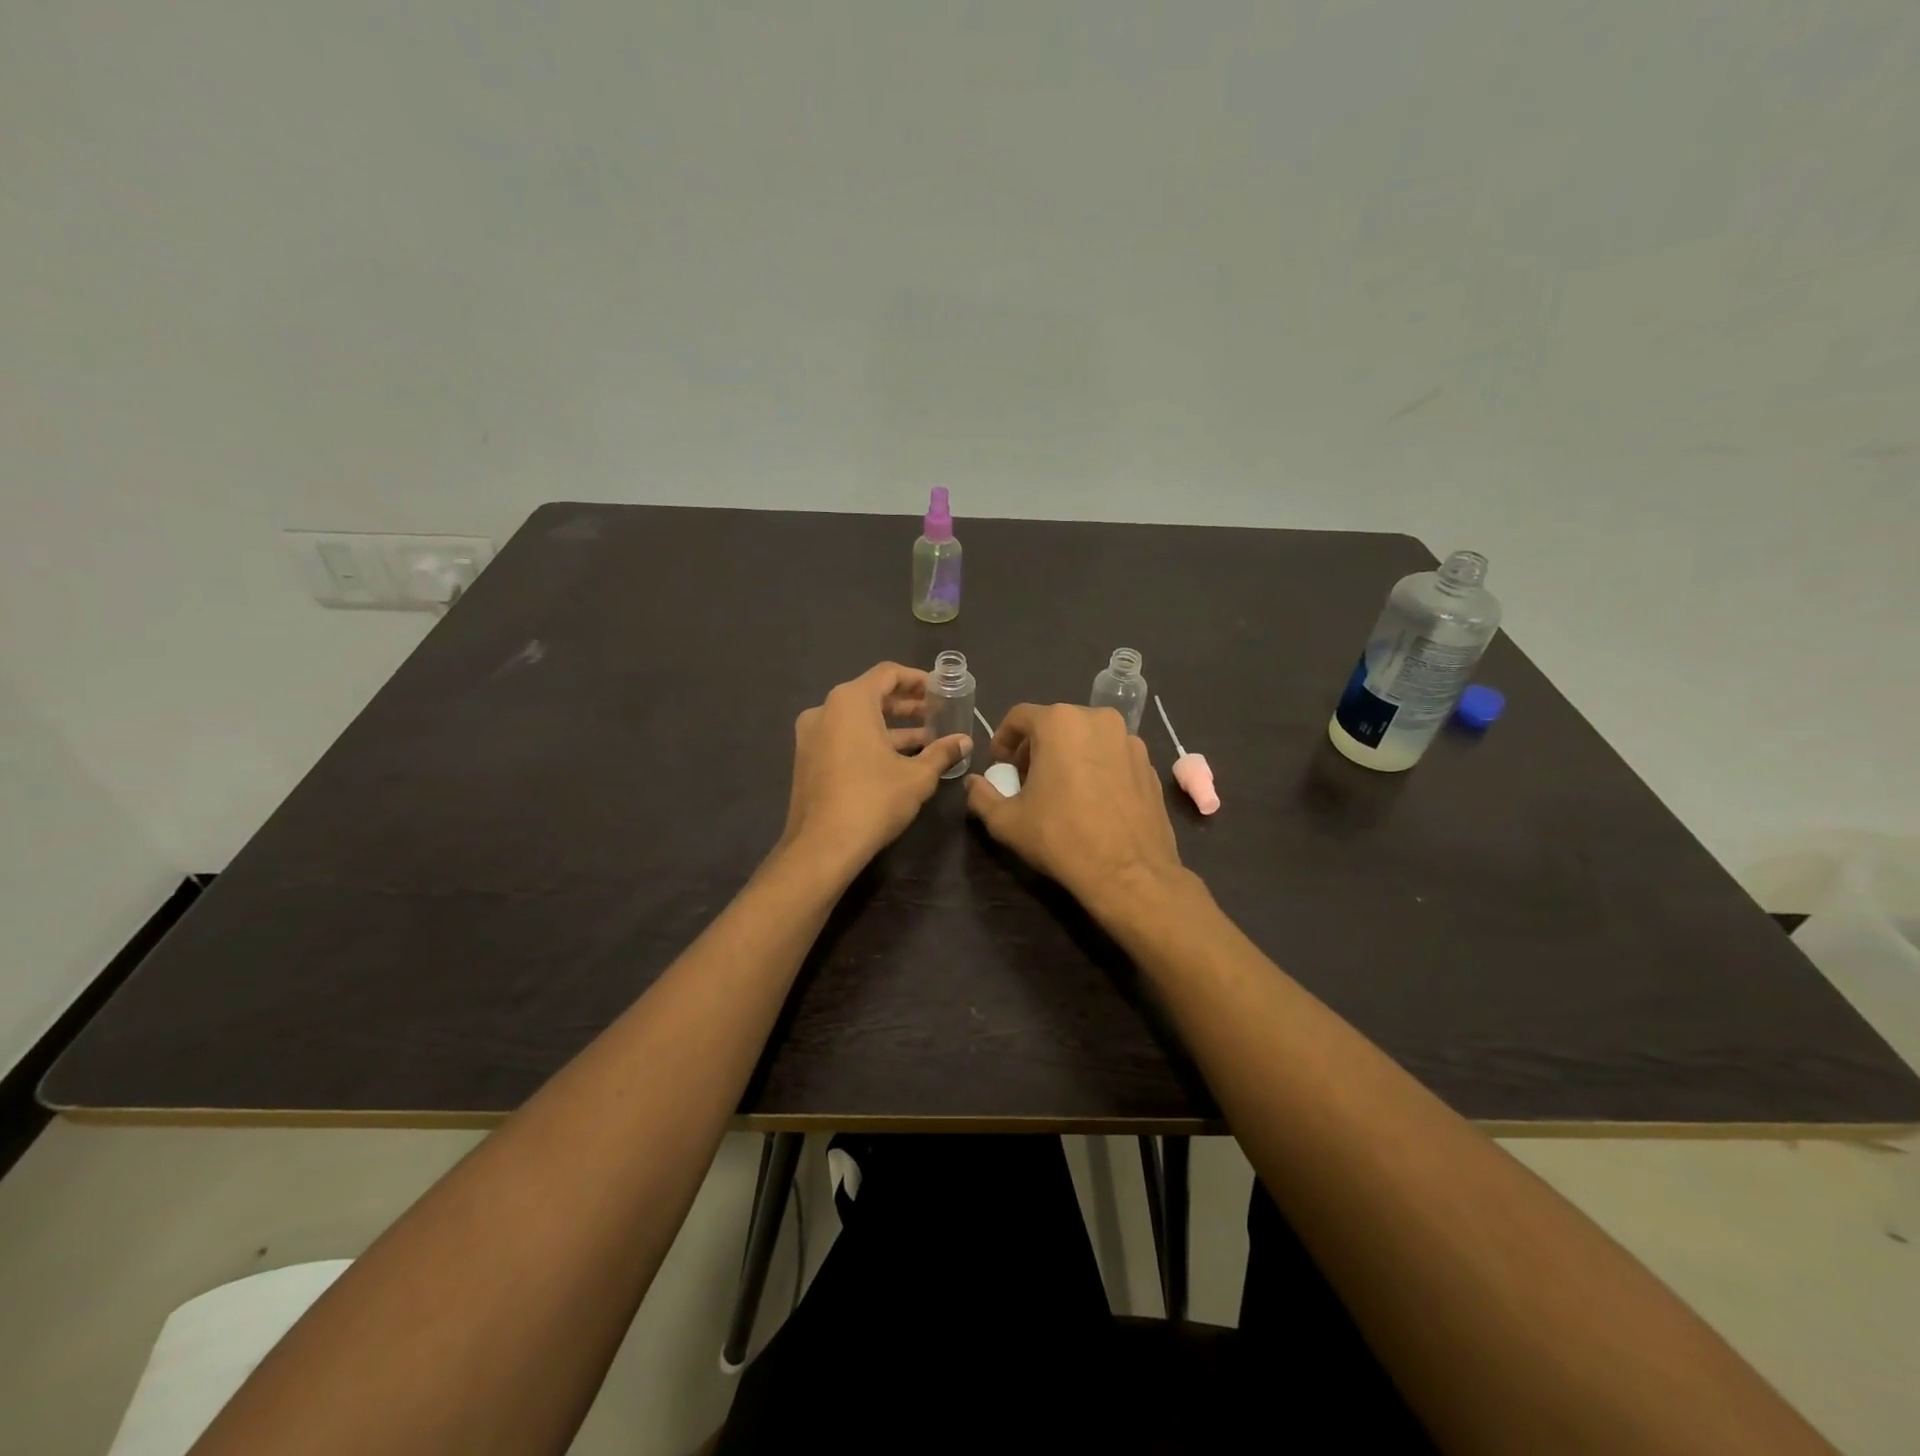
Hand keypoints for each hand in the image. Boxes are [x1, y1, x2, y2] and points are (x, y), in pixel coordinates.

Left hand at [780, 662, 971, 875]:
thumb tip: (964, 742)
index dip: (918, 680)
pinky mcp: (808, 759)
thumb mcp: (917, 776)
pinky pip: (844, 738)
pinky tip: (898, 760)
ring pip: (857, 719)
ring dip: (891, 727)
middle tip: (937, 715)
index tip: (941, 691)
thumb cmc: (873, 800)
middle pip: (871, 695)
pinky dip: (870, 741)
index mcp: (850, 701)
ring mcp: (811, 735)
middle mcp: (825, 710)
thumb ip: (942, 752)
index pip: (888, 674)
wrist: (822, 846)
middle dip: (906, 705)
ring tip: (925, 740)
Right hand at [965, 703, 1186, 922]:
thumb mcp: (1007, 821)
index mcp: (1060, 722)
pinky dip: (1096, 767)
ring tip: (1060, 789)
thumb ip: (982, 796)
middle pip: (1056, 723)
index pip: (1020, 716)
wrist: (1129, 873)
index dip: (1003, 738)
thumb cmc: (1061, 838)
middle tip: (1026, 778)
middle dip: (1036, 747)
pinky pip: (1112, 755)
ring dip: (1068, 755)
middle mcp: (1098, 719)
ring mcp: (1129, 740)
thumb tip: (973, 784)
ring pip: (1087, 737)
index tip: (999, 765)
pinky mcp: (1149, 764)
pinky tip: (1091, 800)